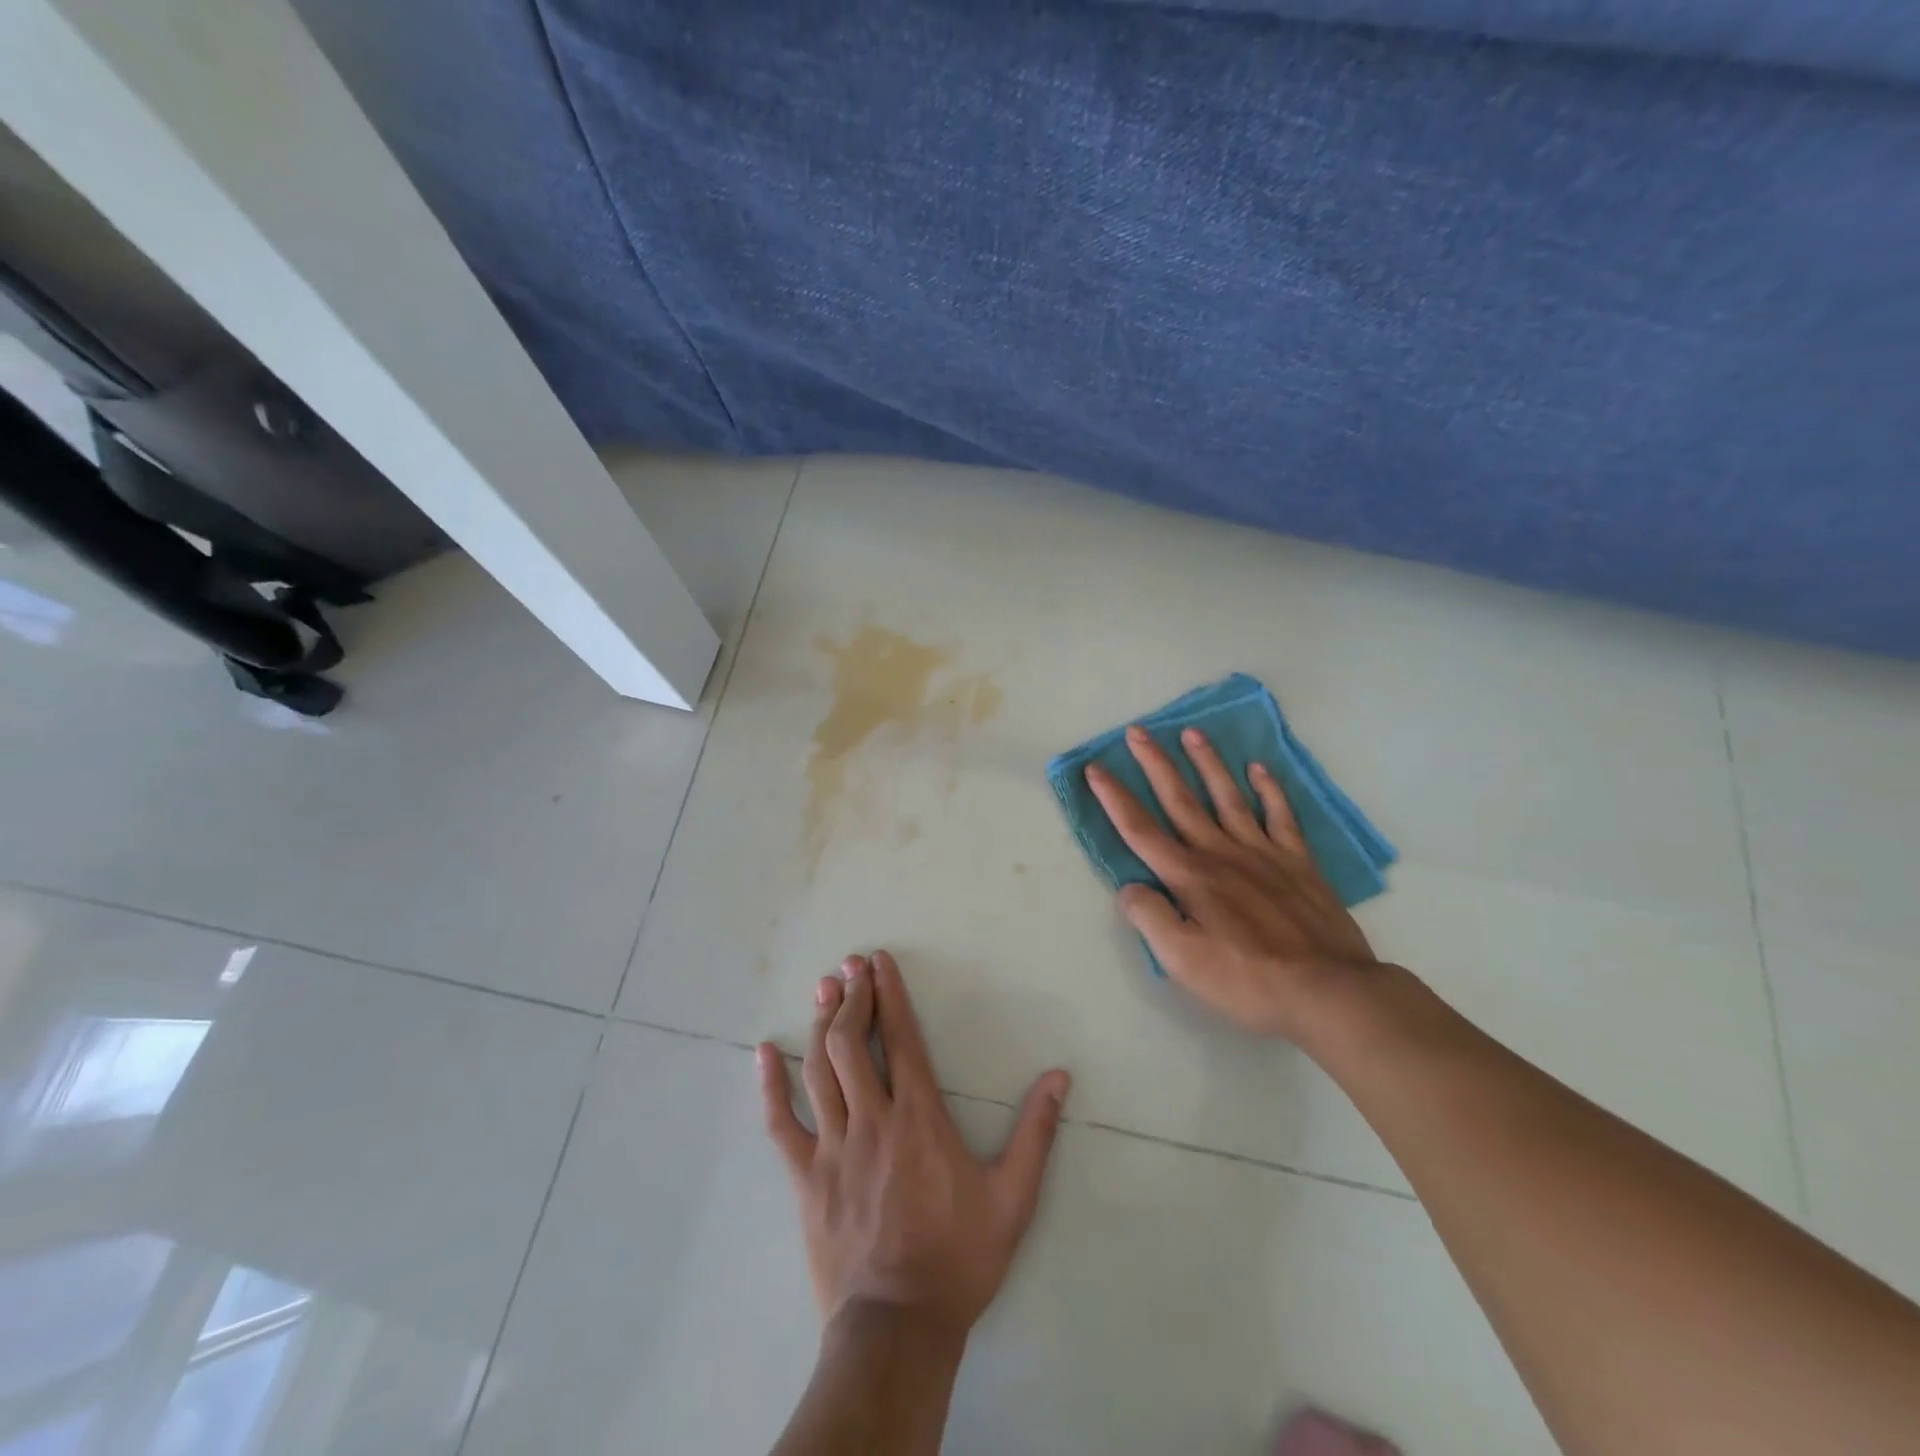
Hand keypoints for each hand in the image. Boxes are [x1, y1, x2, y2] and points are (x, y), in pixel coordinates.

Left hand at [757, 950, 1070, 1342]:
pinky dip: (770, 1085)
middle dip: (851, 998)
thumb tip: (1059, 1077)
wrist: (898, 1327)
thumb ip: (1035, 1133)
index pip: (901, 1040)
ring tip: (823, 989)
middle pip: (852, 1044)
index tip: (879, 962)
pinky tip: (764, 1053)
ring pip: (820, 1070)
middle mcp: (872, 1120)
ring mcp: (833, 1147)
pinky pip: (781, 1123)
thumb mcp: (1012, 1197)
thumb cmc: (958, 1257)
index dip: (889, 995)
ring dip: (820, 1024)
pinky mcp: (806, 1177)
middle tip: (850, 967)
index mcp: (919, 1118)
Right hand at [1085, 724, 1378, 1039]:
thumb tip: (1129, 887)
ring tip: (1191, 733)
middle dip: (1155, 764)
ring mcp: (1262, 852)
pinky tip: (1258, 769)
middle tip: (1137, 731)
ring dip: (1207, 763)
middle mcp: (1220, 853)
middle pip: (1180, 800)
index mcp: (1189, 876)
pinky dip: (1269, 789)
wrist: (1328, 990)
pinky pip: (1280, 816)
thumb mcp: (1182, 961)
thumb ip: (1150, 918)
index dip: (1114, 798)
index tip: (1094, 767)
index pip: (1140, 829)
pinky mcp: (1297, 862)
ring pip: (1227, 796)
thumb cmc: (1247, 980)